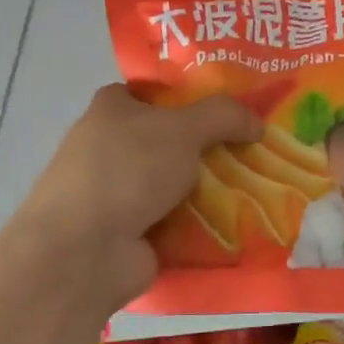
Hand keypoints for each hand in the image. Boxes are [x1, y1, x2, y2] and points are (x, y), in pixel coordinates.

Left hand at [16, 84, 261, 305]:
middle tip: (254, 148)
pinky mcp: (129, 233)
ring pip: (175, 183)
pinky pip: (176, 222)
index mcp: (111, 110)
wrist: (85, 250)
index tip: (229, 108)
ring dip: (208, 189)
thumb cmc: (127, 170)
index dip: (189, 96)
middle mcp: (109, 148)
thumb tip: (257, 123)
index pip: (153, 93)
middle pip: (169, 140)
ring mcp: (118, 194)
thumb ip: (223, 116)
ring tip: (257, 187)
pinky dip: (201, 225)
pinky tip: (239, 223)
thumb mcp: (182, 129)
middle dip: (209, 146)